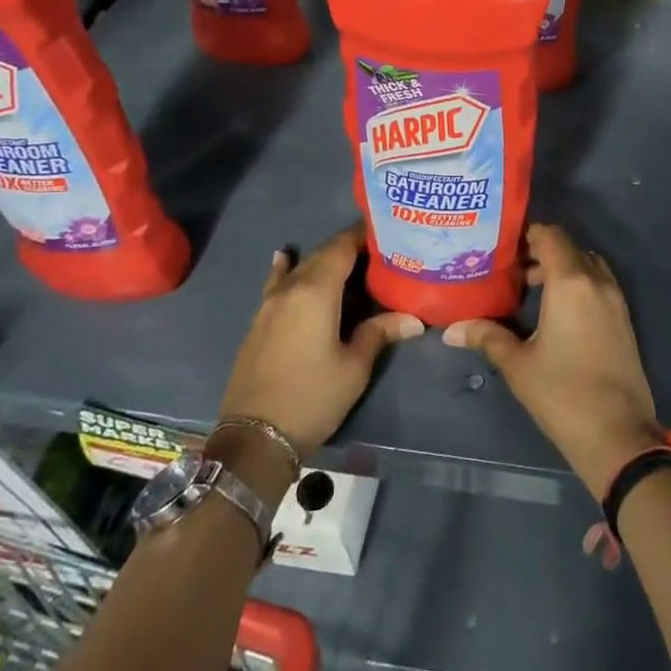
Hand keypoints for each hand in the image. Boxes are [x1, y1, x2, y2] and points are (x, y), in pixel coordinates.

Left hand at [218, 224, 422, 457]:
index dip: (364, 235)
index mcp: (316, 291)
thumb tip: (415, 319)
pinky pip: (278, 283)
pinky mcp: (259, 322)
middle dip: (349, 249)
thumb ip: (380, 332)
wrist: (255, 438)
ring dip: (324, 262)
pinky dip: (287, 269)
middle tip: (380, 253)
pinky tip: (284, 257)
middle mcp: (290, 288)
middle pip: (322, 255)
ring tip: (350, 263)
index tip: (388, 231)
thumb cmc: (312, 397)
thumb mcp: (354, 367)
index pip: (342, 247)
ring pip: (301, 268)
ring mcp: (269, 304)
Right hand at [445, 224, 664, 496]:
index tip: (502, 246)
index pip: (551, 235)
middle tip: (510, 268)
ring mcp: (615, 299)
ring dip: (562, 267)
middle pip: (569, 247)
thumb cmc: (563, 393)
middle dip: (541, 251)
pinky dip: (578, 283)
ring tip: (530, 288)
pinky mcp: (624, 319)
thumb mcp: (518, 365)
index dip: (527, 234)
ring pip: (586, 265)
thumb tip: (452, 329)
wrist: (618, 434)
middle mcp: (597, 281)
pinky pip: (599, 284)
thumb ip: (487, 337)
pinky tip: (556, 310)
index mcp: (571, 282)